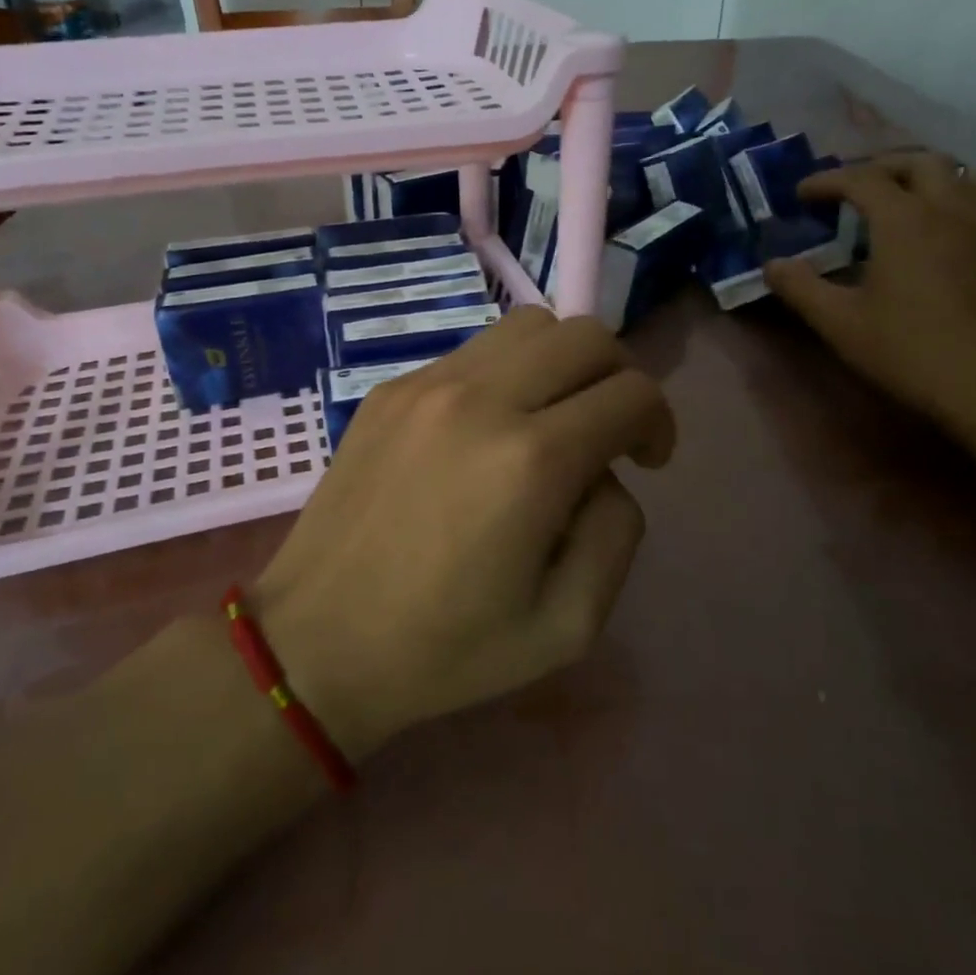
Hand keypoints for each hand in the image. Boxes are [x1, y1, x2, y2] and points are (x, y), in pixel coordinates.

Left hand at [250, 308, 675, 760]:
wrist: (317, 640)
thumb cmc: (447, 648)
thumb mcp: (569, 626)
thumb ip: (616, 532)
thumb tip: (607, 470)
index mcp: (532, 462)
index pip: (631, 393)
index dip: (658, 422)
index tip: (646, 460)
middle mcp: (481, 400)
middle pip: (586, 336)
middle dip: (619, 376)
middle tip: (609, 431)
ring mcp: (428, 385)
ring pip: (529, 326)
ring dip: (562, 363)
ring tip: (550, 419)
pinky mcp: (390, 388)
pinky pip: (473, 352)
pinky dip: (506, 373)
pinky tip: (486, 430)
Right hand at [763, 151, 975, 426]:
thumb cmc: (908, 348)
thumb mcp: (839, 322)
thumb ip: (801, 288)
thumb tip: (772, 265)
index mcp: (904, 219)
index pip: (861, 179)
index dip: (827, 180)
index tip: (801, 194)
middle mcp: (948, 210)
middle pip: (918, 162)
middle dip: (880, 166)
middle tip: (852, 188)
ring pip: (963, 174)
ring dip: (929, 174)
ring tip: (904, 195)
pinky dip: (960, 196)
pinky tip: (943, 227)